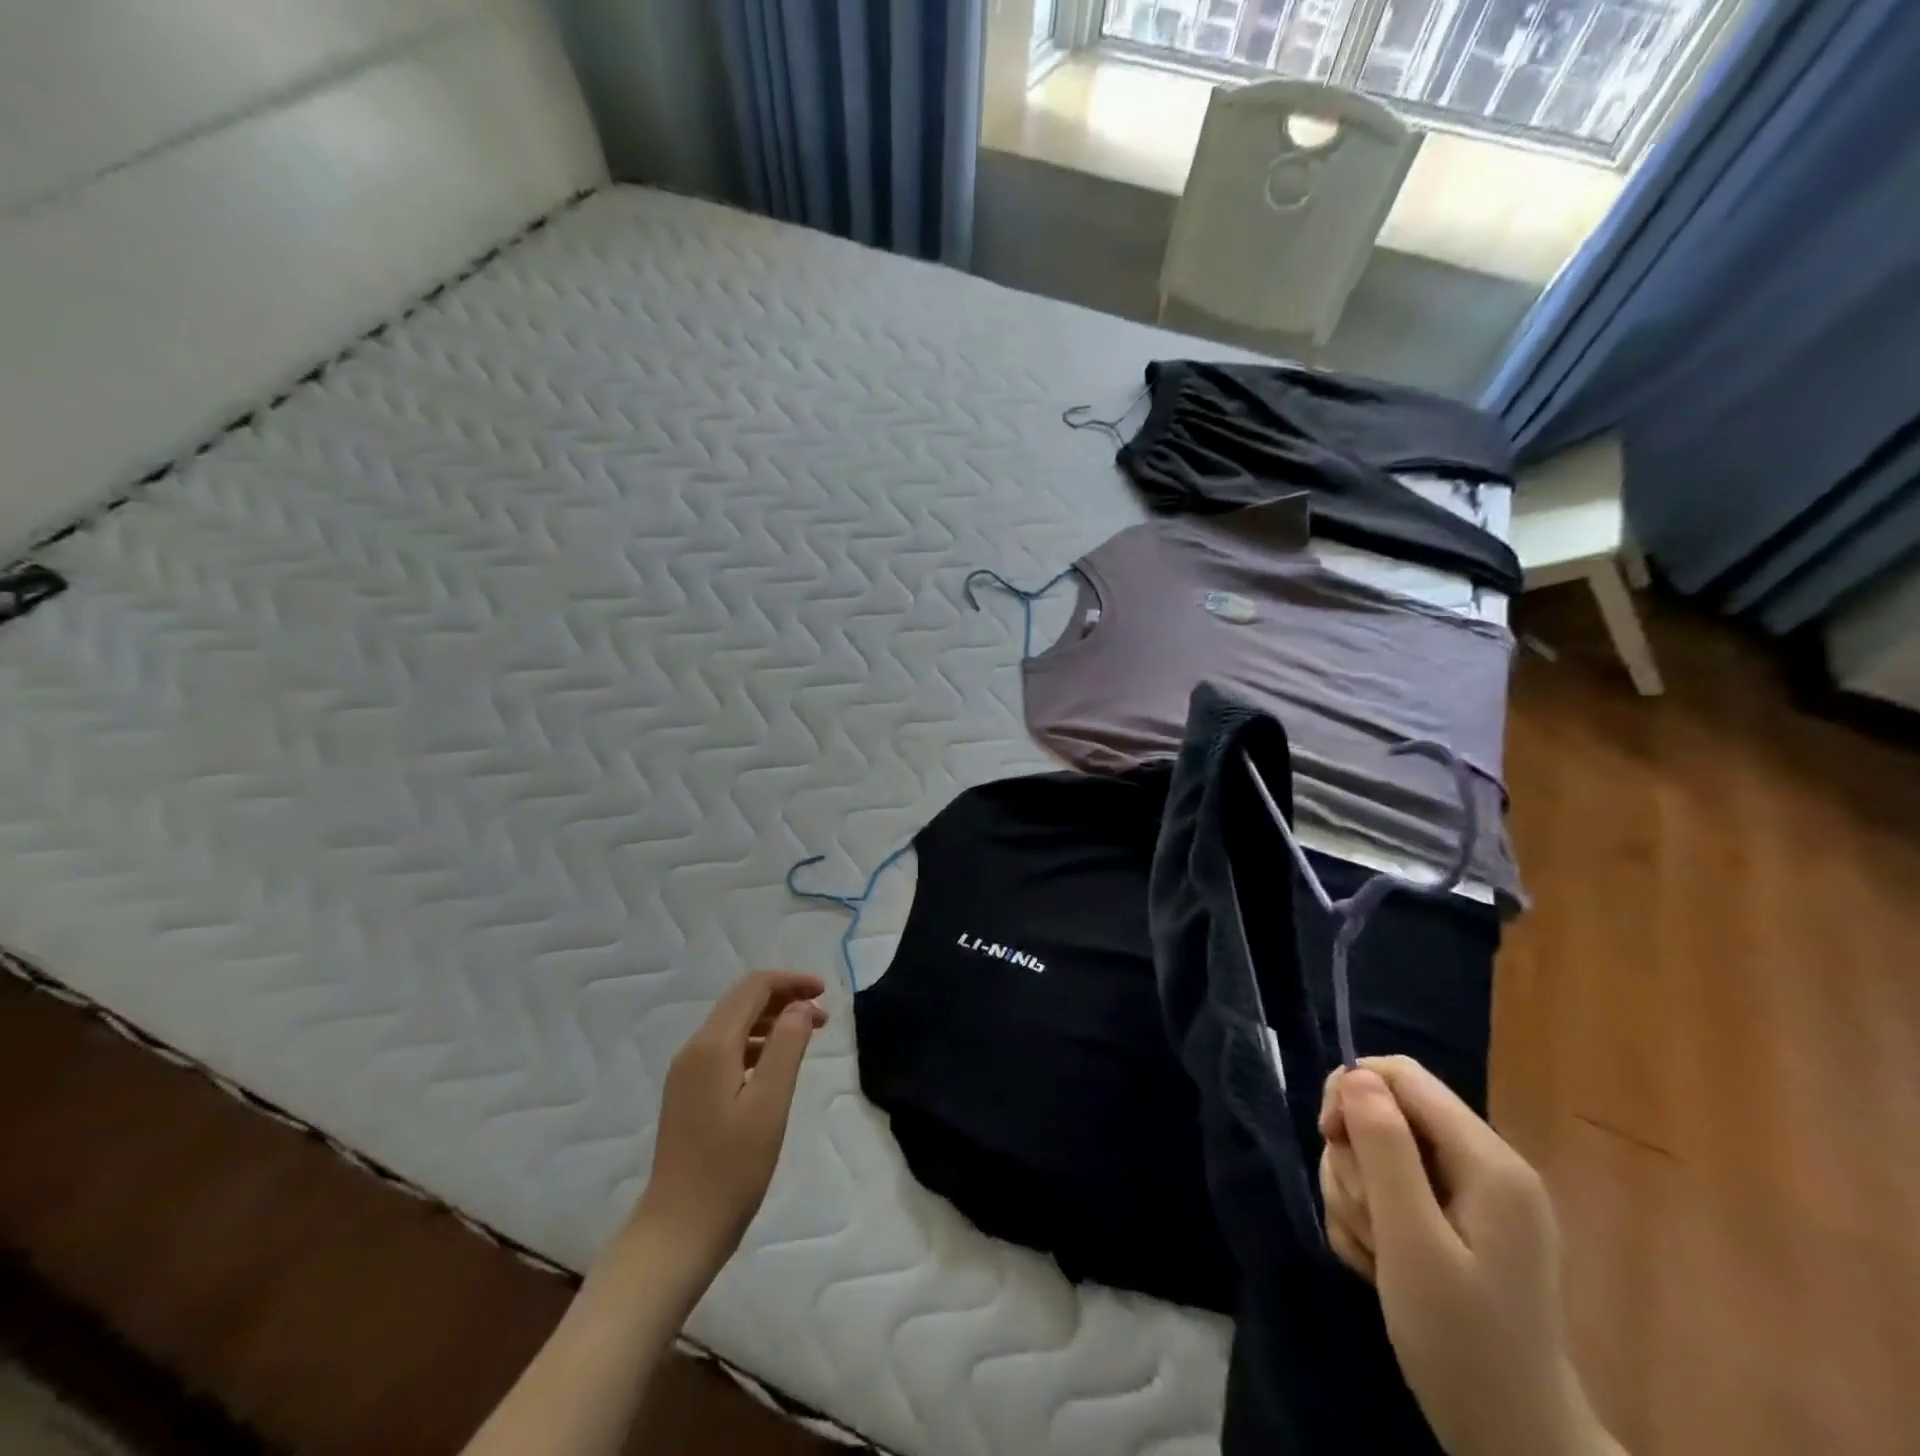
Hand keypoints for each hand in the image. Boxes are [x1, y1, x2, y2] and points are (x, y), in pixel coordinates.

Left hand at [630, 970, 827, 1282]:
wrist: (678, 1232)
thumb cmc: (730, 1169)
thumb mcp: (769, 1104)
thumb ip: (787, 1047)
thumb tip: (800, 1006)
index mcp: (712, 1046)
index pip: (753, 988)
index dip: (791, 982)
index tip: (825, 993)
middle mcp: (694, 1049)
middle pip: (741, 1001)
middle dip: (783, 998)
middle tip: (822, 1016)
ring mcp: (687, 1073)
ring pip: (733, 1025)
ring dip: (772, 1020)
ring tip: (807, 1036)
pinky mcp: (688, 1094)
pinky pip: (726, 1049)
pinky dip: (756, 1043)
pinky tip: (776, 1065)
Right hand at [1319, 1057, 1622, 1455]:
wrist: (1512, 1444)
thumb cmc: (1463, 1343)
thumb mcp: (1412, 1242)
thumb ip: (1384, 1149)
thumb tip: (1354, 1074)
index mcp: (1488, 1161)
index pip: (1402, 1075)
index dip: (1352, 1092)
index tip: (1329, 1140)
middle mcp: (1482, 1166)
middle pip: (1383, 1114)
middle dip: (1355, 1161)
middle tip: (1365, 1219)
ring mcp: (1468, 1197)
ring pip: (1376, 1153)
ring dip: (1356, 1197)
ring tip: (1374, 1254)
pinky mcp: (1451, 1223)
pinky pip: (1386, 1190)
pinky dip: (1368, 1221)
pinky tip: (1377, 1264)